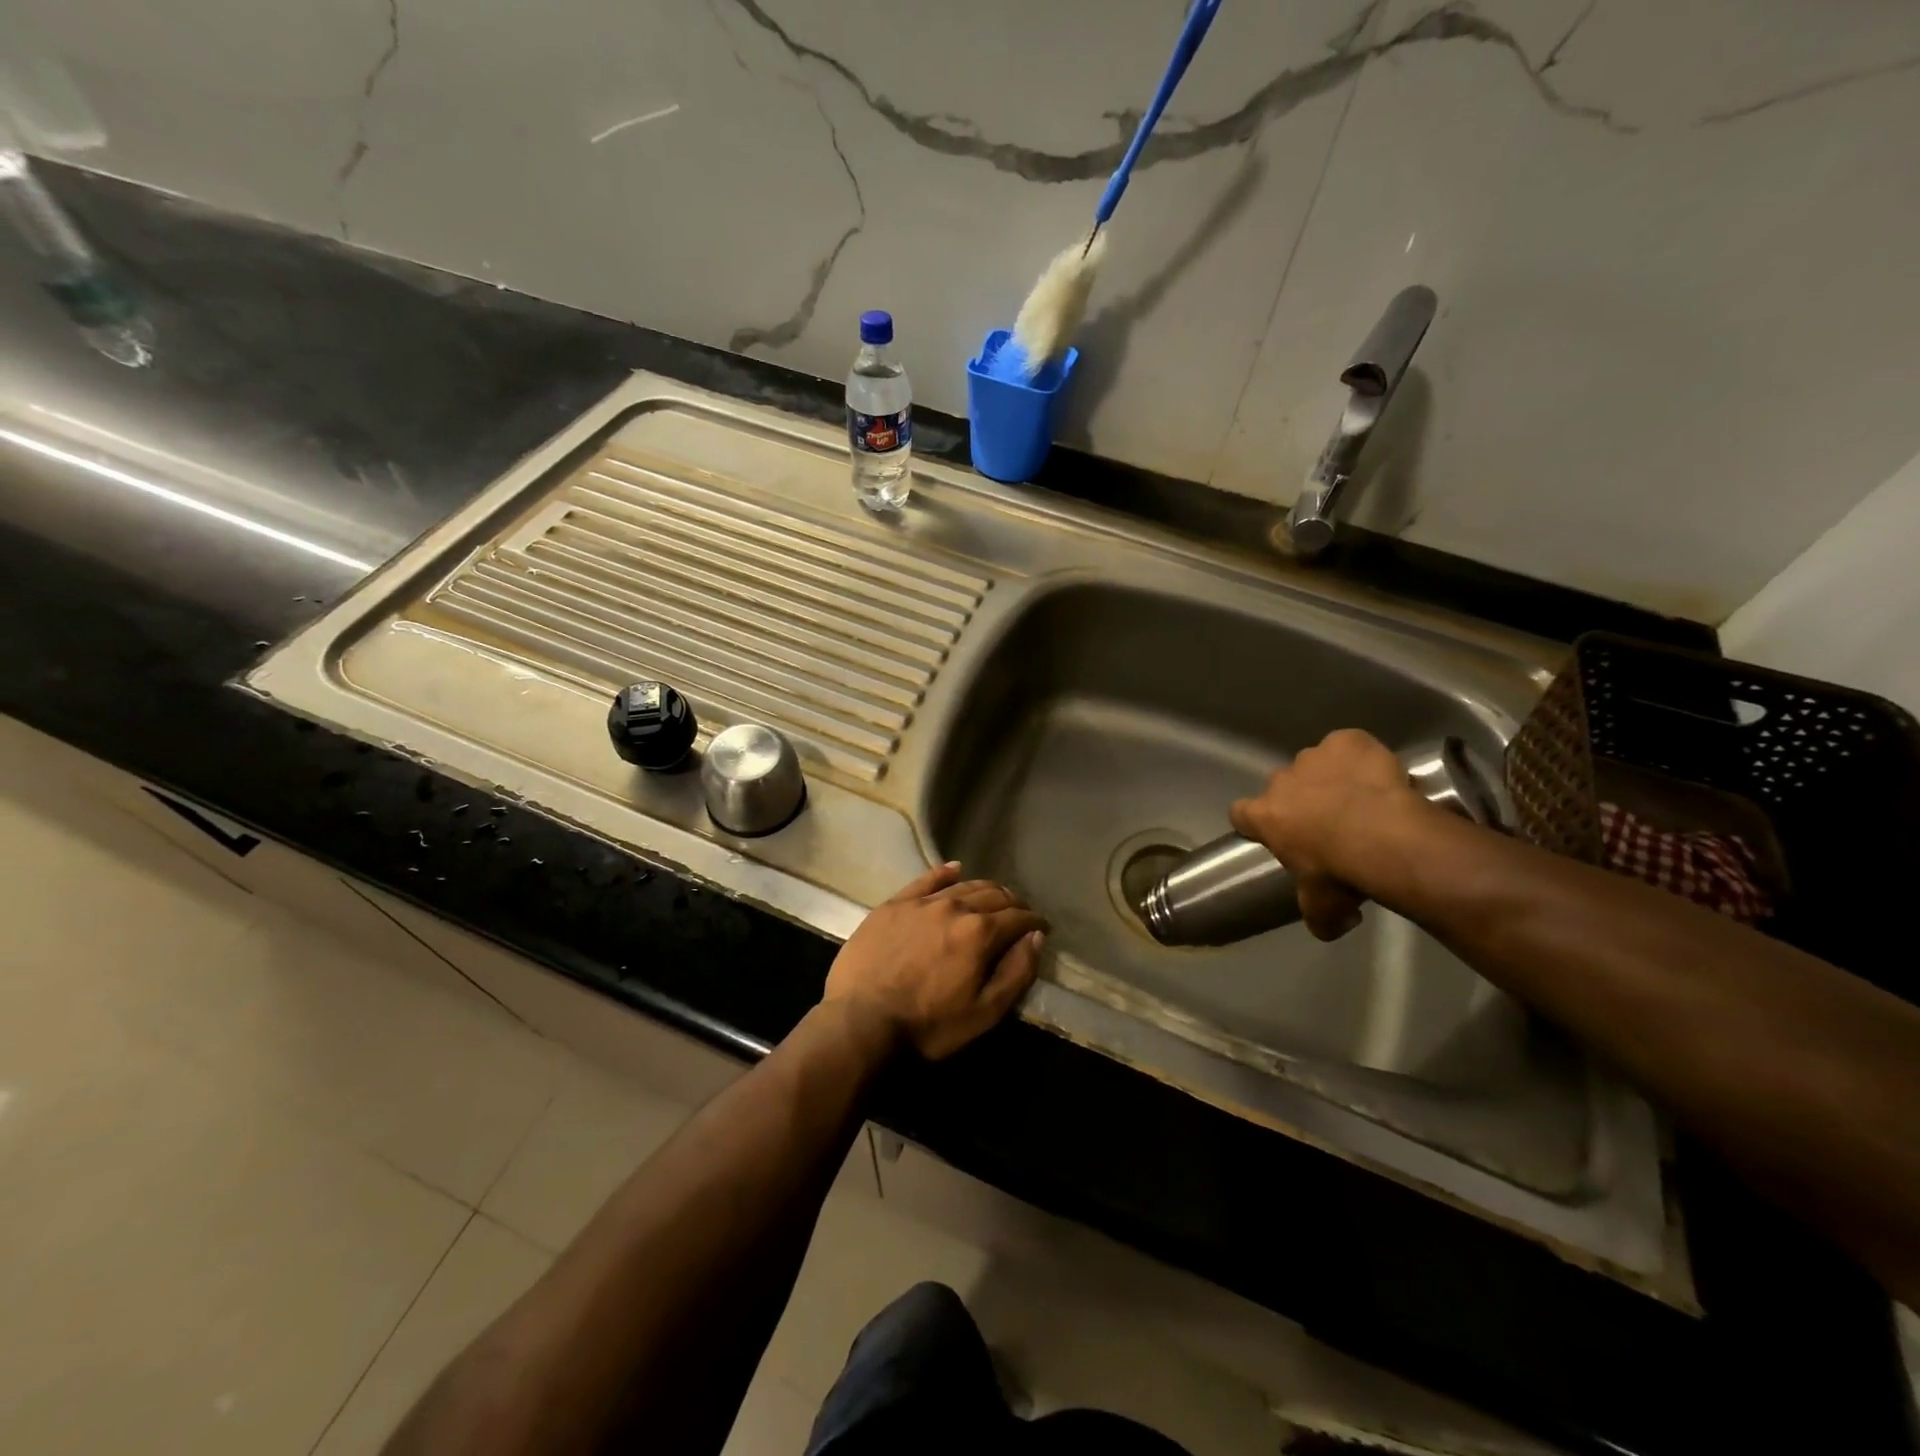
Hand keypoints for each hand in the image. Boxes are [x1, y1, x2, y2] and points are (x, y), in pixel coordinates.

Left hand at [824, 863, 1048, 1059]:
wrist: (861, 1021)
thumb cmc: (928, 1025)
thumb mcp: (984, 1012)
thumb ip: (1016, 972)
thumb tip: (1036, 938)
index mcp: (980, 932)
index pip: (1018, 917)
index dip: (1034, 922)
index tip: (1042, 927)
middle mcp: (955, 906)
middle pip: (993, 895)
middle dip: (1013, 903)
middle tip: (1020, 914)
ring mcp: (922, 902)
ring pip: (963, 885)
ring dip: (985, 889)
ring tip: (994, 896)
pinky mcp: (894, 904)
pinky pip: (925, 880)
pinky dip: (944, 872)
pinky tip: (954, 869)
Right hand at [1229, 728, 1425, 940]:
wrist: (1386, 838)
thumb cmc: (1341, 873)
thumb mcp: (1322, 907)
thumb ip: (1317, 915)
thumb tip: (1329, 928)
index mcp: (1265, 816)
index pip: (1241, 813)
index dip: (1256, 821)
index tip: (1277, 832)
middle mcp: (1282, 781)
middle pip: (1282, 786)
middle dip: (1300, 799)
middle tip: (1331, 821)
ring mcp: (1314, 756)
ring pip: (1316, 763)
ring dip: (1331, 776)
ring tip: (1362, 797)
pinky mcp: (1348, 740)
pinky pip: (1349, 744)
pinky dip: (1360, 756)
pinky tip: (1379, 773)